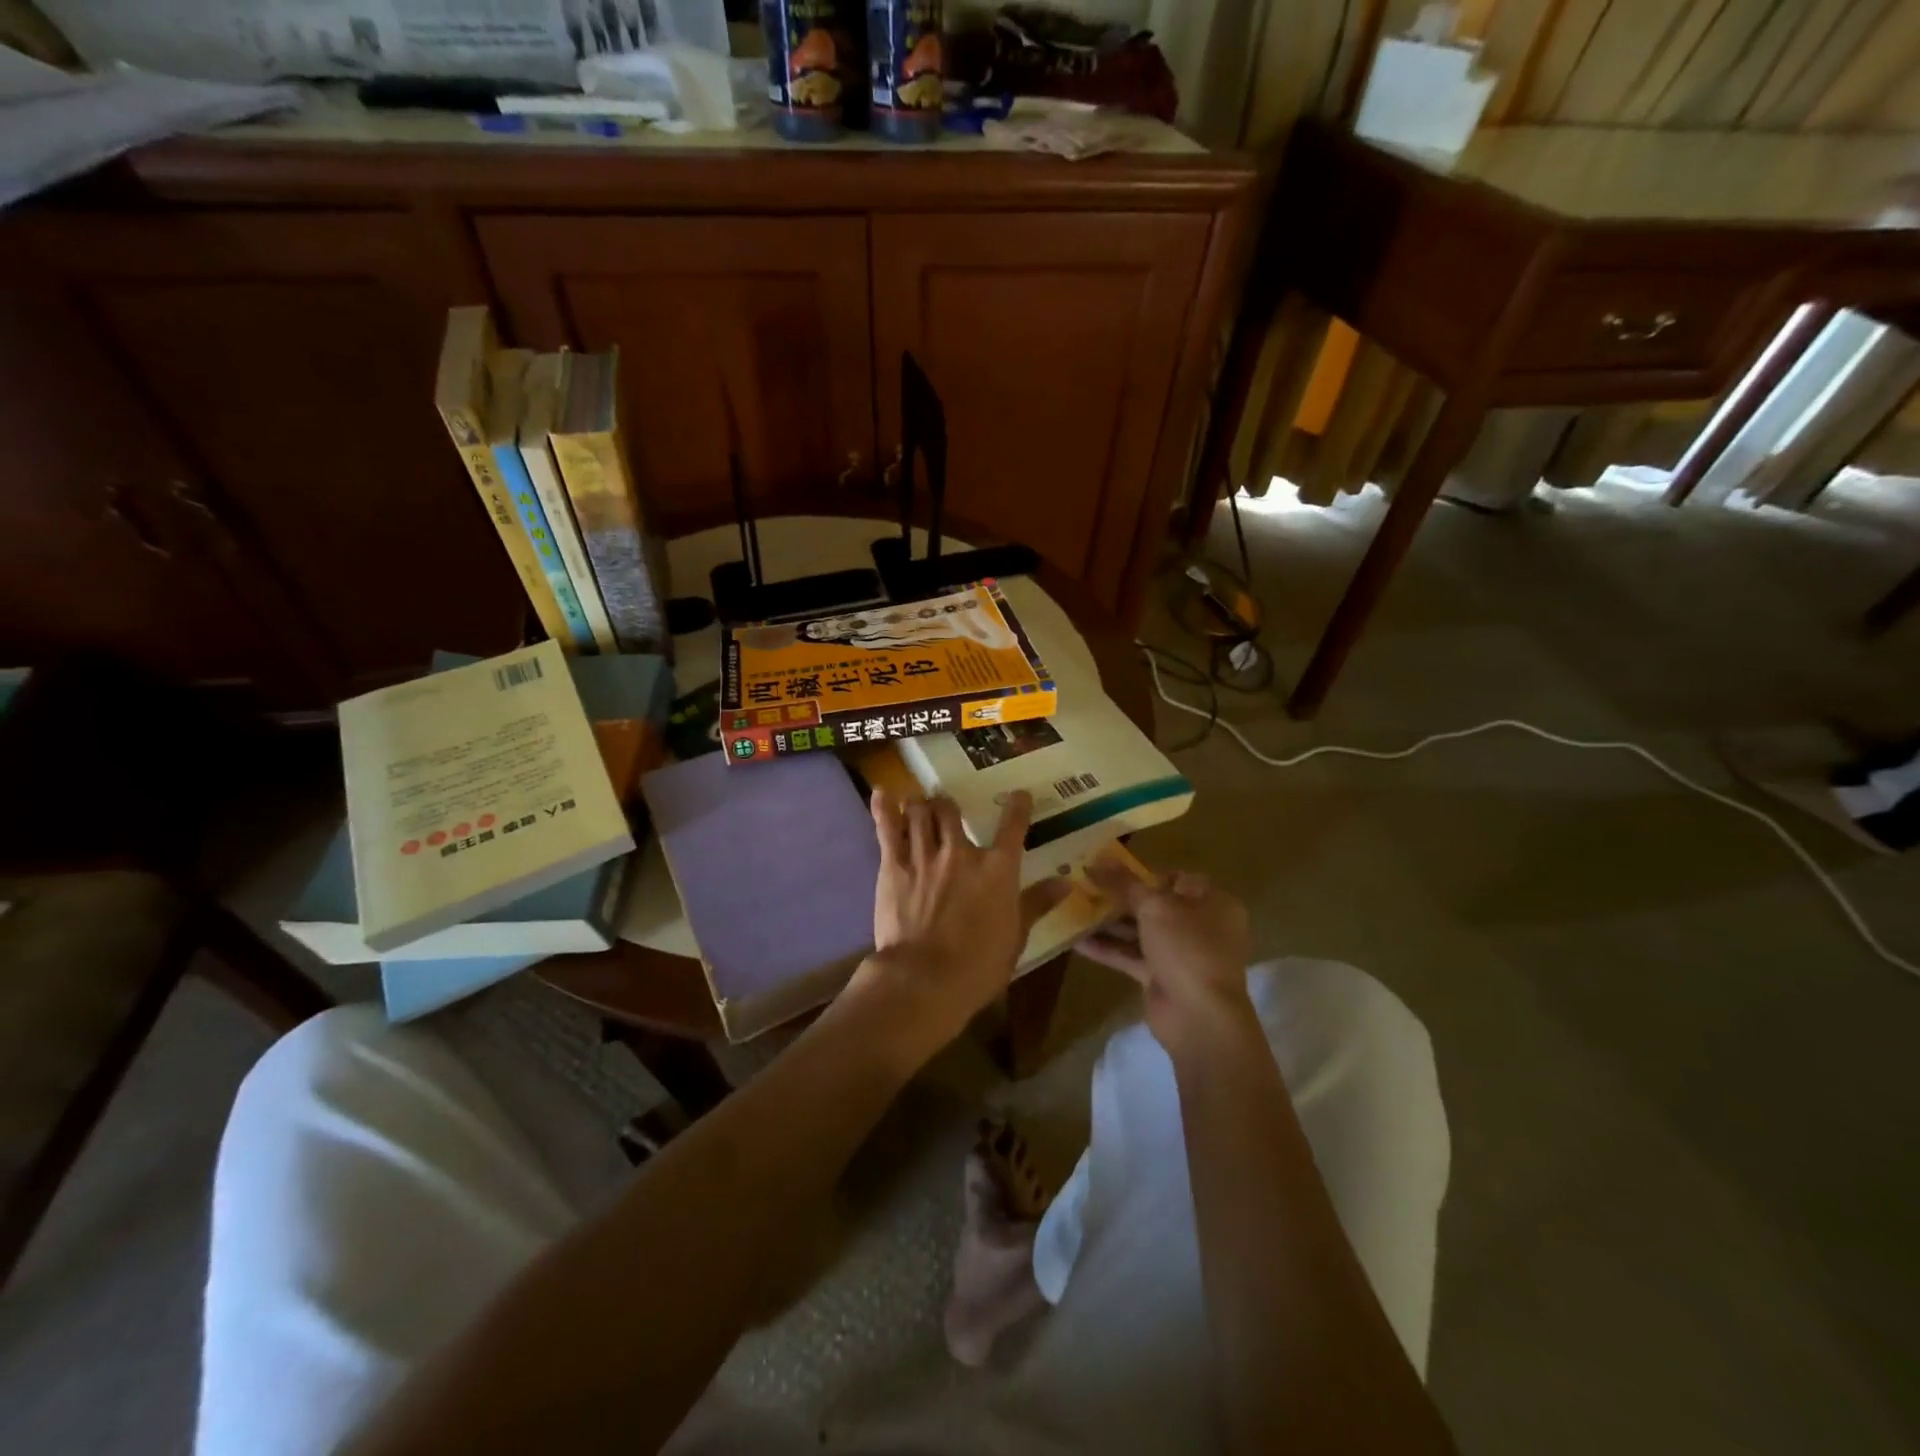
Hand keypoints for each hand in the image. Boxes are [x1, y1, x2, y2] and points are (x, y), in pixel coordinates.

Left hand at [854, 790, 1069, 1063]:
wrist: (924, 978)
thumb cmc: (978, 965)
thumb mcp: (1016, 937)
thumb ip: (1037, 903)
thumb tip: (1066, 882)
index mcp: (997, 869)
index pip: (1012, 826)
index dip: (1017, 806)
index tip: (1019, 795)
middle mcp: (960, 852)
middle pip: (952, 810)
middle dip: (948, 805)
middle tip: (946, 807)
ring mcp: (924, 855)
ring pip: (920, 813)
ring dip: (920, 806)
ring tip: (919, 805)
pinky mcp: (892, 866)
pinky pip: (887, 828)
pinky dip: (884, 808)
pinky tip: (882, 793)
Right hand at [1077, 864, 1253, 1057]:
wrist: (1198, 1016)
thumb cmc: (1186, 948)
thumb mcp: (1154, 906)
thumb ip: (1124, 883)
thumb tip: (1097, 859)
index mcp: (1212, 902)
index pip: (1175, 878)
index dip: (1141, 872)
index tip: (1107, 868)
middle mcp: (1200, 926)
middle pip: (1155, 904)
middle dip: (1119, 897)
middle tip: (1085, 887)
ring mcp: (1180, 954)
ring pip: (1140, 931)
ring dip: (1109, 923)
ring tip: (1074, 909)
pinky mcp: (1161, 977)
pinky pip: (1131, 956)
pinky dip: (1107, 949)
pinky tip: (1076, 941)